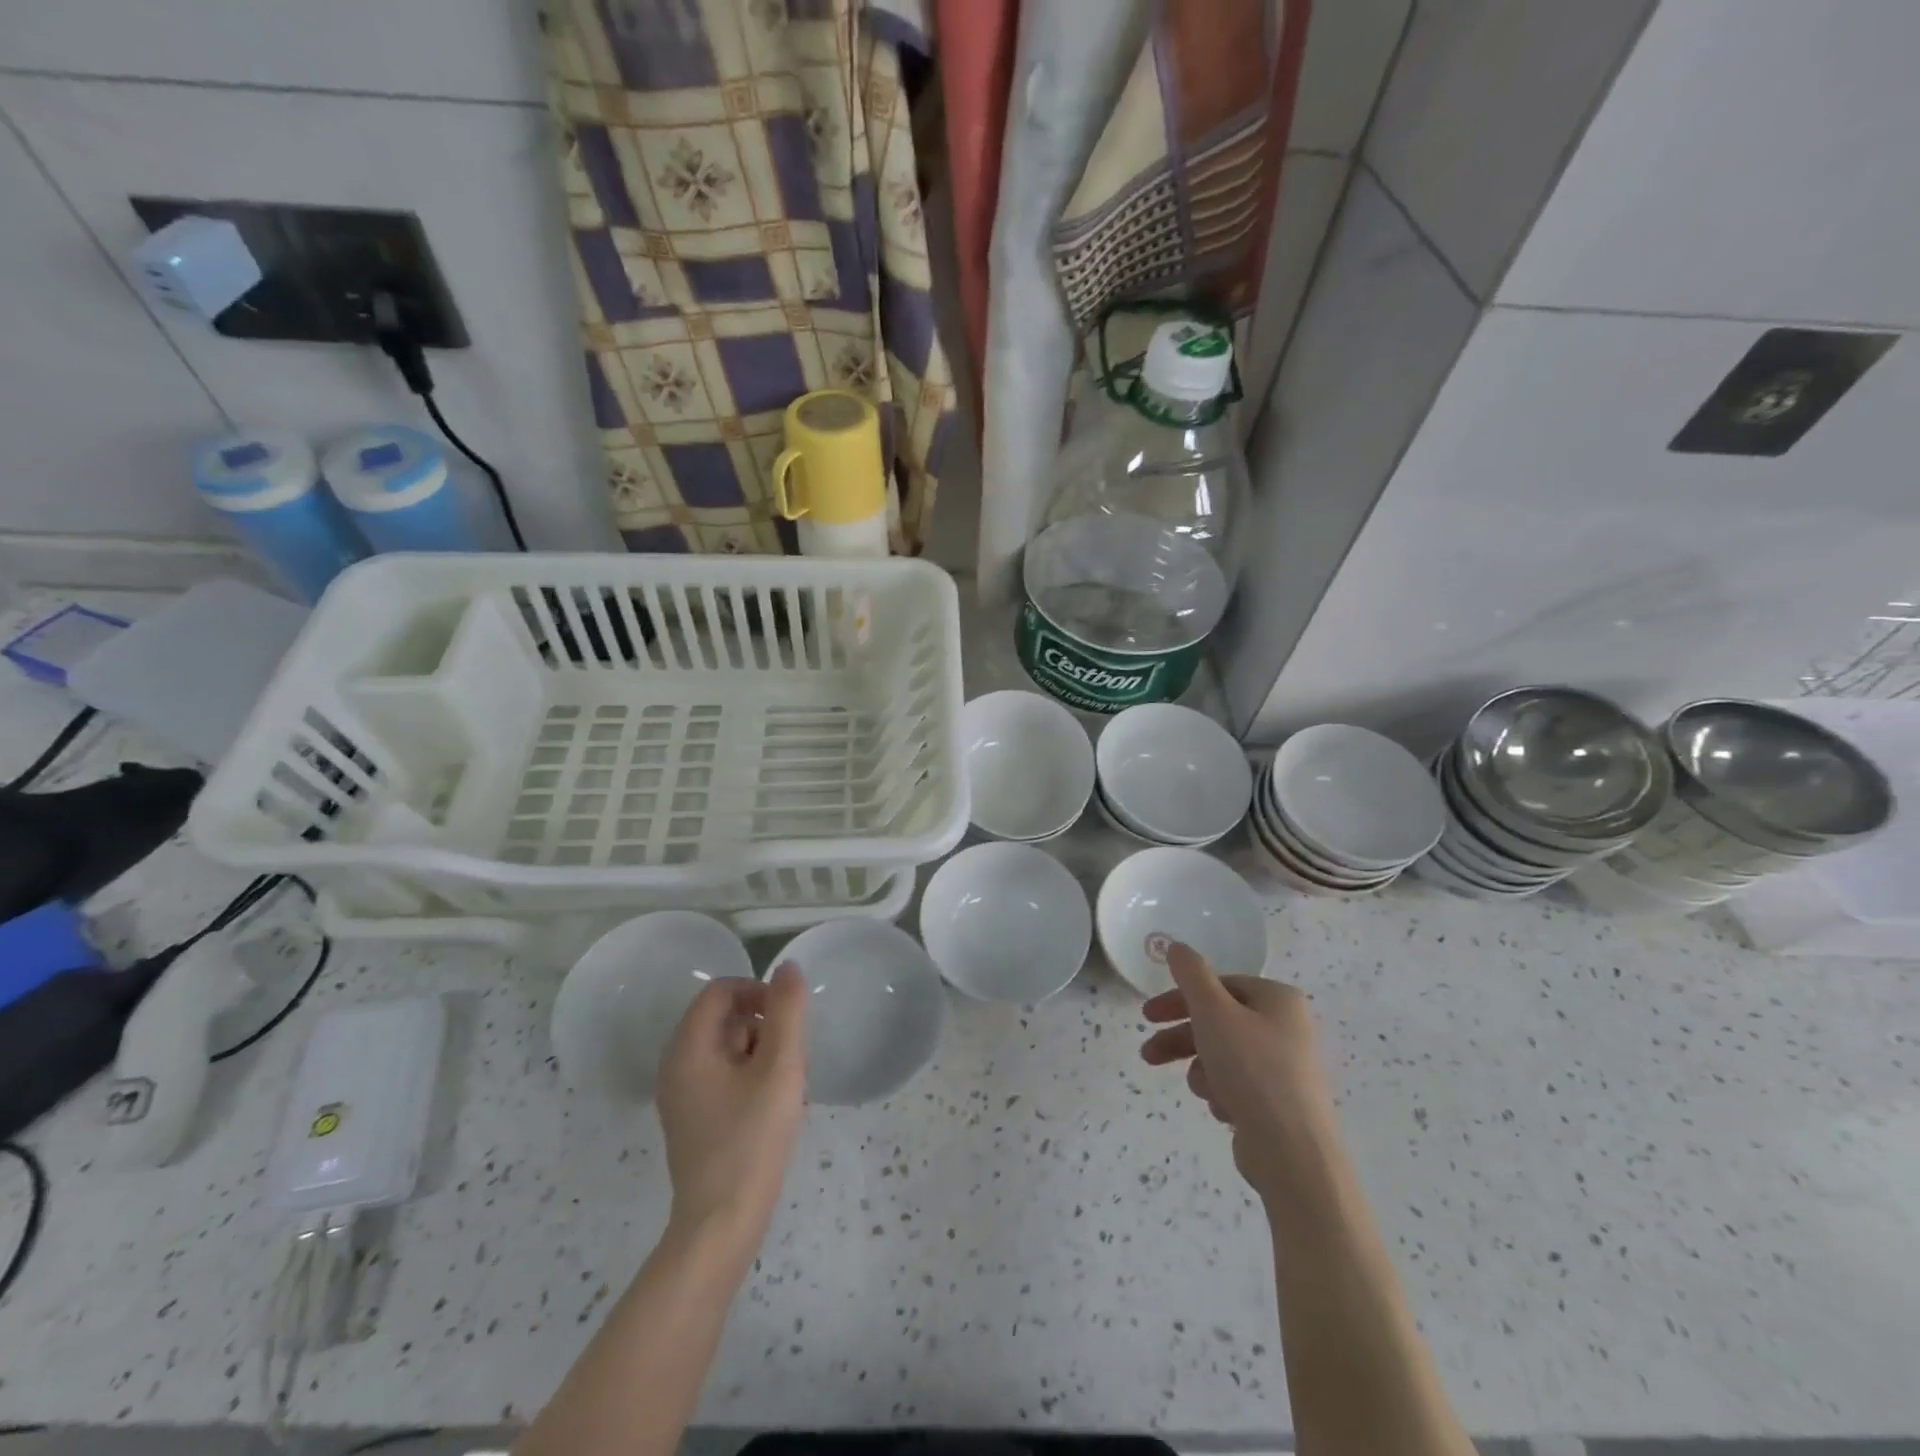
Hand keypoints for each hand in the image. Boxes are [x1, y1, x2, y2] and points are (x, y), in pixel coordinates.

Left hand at [656, 963, 807, 1249]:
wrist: (721, 1225)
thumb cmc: (752, 1140)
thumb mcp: (780, 1068)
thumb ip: (786, 1012)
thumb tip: (788, 968)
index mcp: (688, 1048)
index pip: (719, 991)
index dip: (757, 991)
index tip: (787, 1018)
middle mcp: (675, 1066)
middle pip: (722, 1018)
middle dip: (762, 1025)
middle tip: (791, 1056)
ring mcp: (681, 1096)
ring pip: (725, 1047)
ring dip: (760, 1051)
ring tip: (786, 1084)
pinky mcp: (692, 1119)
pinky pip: (722, 1075)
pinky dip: (749, 1076)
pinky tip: (772, 1106)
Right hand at [1139, 943, 1337, 1199]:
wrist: (1293, 1154)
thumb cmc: (1252, 1070)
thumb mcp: (1213, 1012)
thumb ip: (1191, 975)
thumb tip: (1177, 946)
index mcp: (1278, 999)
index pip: (1218, 986)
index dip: (1180, 998)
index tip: (1148, 1016)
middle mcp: (1286, 1027)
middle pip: (1218, 1021)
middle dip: (1181, 1038)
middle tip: (1148, 1053)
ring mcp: (1285, 1066)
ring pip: (1223, 1054)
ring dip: (1202, 1068)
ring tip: (1199, 1089)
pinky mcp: (1279, 1102)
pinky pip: (1237, 1084)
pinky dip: (1222, 1092)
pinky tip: (1223, 1109)